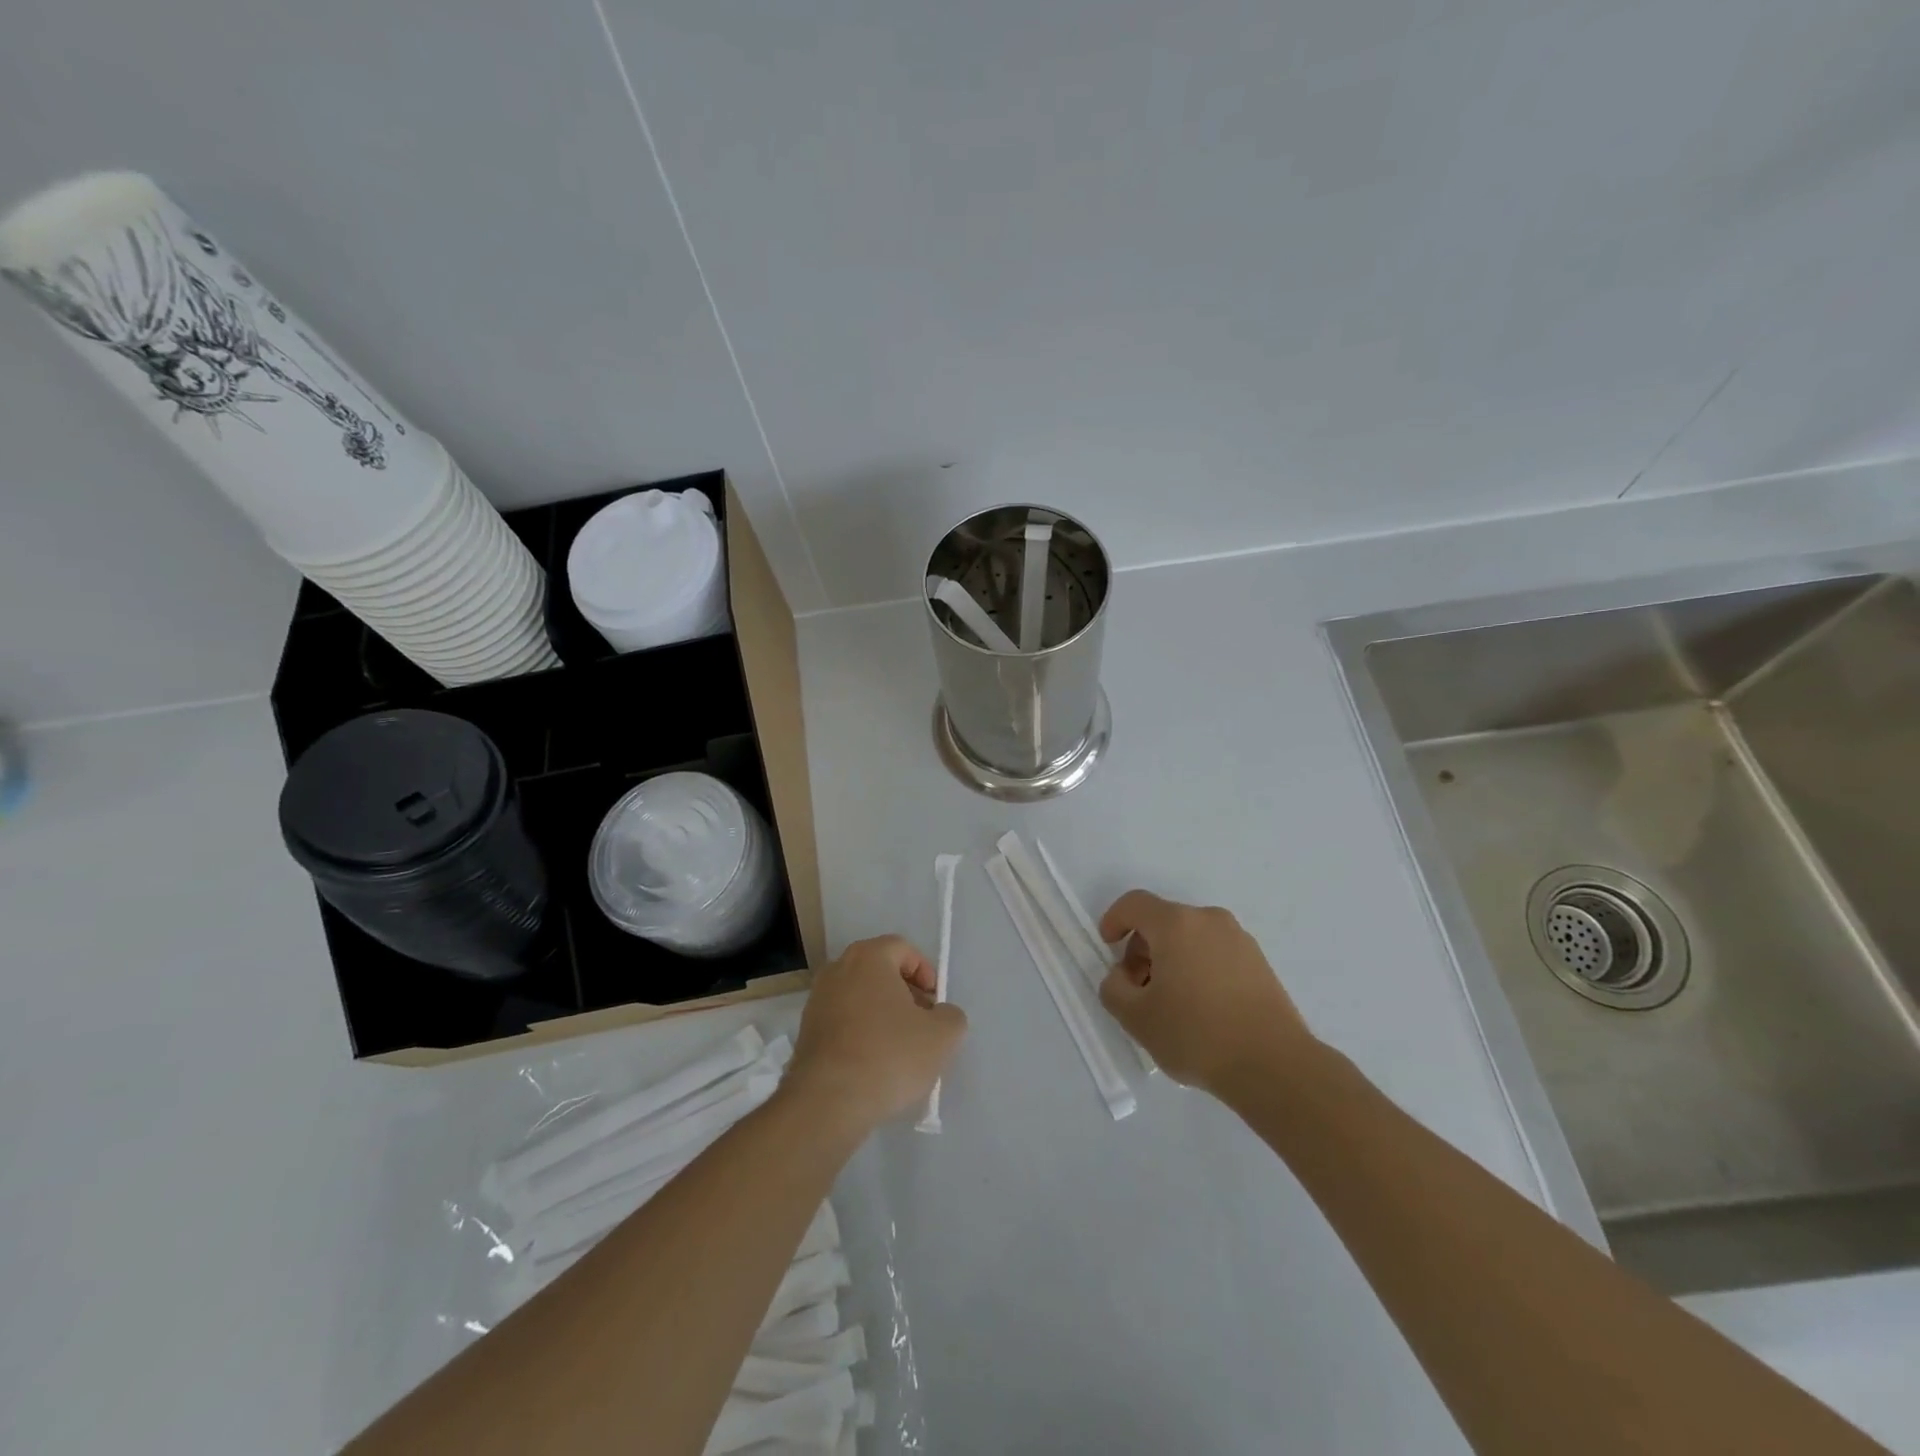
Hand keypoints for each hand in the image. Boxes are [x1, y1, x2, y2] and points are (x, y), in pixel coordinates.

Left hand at [784, 935, 967, 1130]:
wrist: (827, 1101)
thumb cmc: (889, 1055)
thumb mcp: (942, 1036)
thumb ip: (951, 1016)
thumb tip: (940, 1015)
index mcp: (868, 957)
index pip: (903, 949)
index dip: (926, 973)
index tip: (935, 1005)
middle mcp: (838, 969)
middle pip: (880, 972)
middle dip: (905, 995)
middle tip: (922, 1026)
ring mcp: (817, 1000)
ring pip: (860, 998)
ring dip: (883, 1016)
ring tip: (900, 1051)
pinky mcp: (806, 1032)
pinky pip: (843, 1022)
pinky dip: (861, 1034)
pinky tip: (874, 1065)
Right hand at [1098, 891, 1314, 1093]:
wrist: (1274, 1066)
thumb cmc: (1197, 1035)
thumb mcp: (1136, 1018)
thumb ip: (1113, 989)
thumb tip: (1122, 977)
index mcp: (1176, 924)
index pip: (1134, 903)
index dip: (1114, 920)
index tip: (1108, 947)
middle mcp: (1209, 920)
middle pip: (1163, 921)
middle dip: (1142, 949)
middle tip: (1139, 989)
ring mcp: (1239, 939)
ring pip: (1191, 937)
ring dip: (1171, 959)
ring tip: (1171, 1004)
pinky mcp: (1259, 962)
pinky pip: (1215, 952)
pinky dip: (1199, 968)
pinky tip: (1202, 1009)